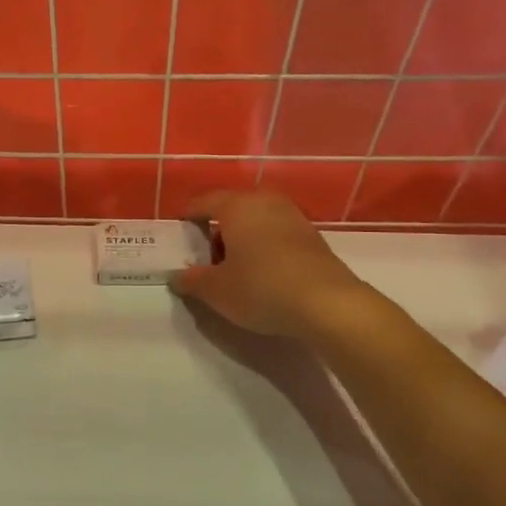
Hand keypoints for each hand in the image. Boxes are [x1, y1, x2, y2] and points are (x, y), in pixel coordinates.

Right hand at [170, 189, 364, 339]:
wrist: (328, 304)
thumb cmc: (261, 288)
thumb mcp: (216, 290)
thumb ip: (192, 280)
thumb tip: (177, 277)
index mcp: (236, 205)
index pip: (202, 202)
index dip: (186, 217)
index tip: (177, 234)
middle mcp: (264, 201)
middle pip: (230, 208)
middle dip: (215, 230)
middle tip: (204, 257)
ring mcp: (292, 216)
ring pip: (255, 220)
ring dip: (240, 239)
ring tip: (233, 268)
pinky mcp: (311, 235)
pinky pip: (275, 232)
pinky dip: (262, 246)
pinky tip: (261, 272)